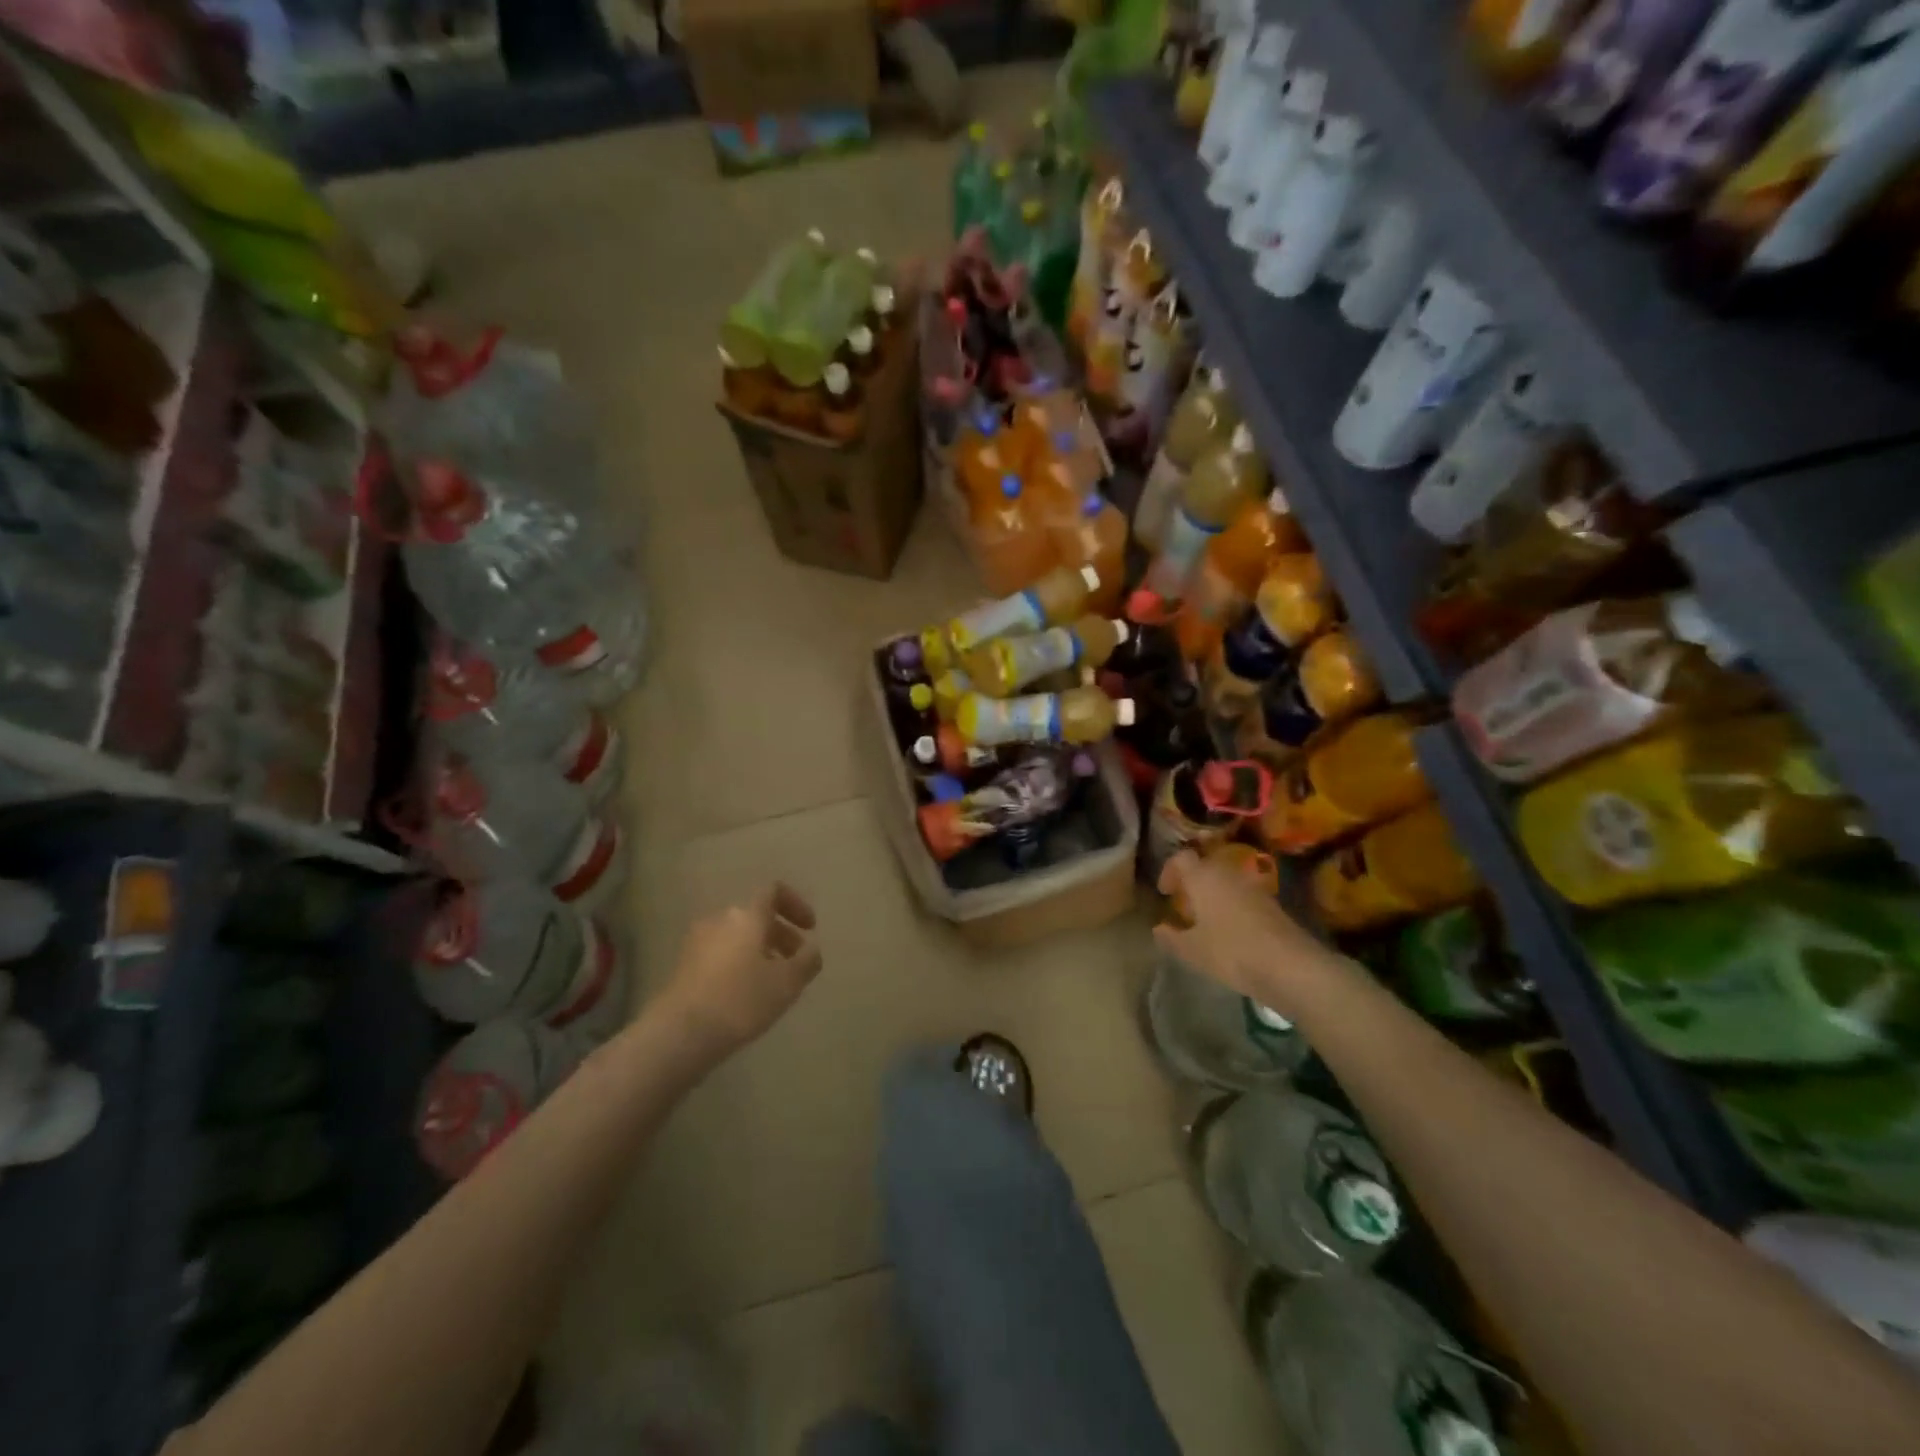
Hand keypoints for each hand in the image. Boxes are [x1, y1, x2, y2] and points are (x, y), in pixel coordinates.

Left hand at [663, 883, 821, 1054]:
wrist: (680, 1033)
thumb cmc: (741, 1000)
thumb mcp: (787, 983)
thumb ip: (807, 961)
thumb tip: (811, 950)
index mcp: (747, 915)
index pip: (774, 891)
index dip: (796, 904)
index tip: (810, 929)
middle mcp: (720, 919)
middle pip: (757, 917)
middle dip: (781, 935)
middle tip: (796, 963)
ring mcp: (698, 942)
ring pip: (738, 937)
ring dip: (760, 952)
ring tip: (773, 983)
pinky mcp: (684, 966)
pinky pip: (721, 954)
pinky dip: (739, 964)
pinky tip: (746, 995)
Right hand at [1153, 851, 1334, 1019]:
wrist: (1290, 966)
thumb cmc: (1231, 952)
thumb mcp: (1192, 950)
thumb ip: (1171, 937)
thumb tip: (1158, 928)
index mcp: (1204, 878)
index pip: (1181, 858)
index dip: (1169, 871)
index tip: (1164, 892)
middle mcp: (1229, 874)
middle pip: (1206, 866)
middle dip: (1192, 882)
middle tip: (1183, 904)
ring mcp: (1254, 888)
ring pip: (1227, 881)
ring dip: (1214, 893)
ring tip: (1205, 919)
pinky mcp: (1273, 905)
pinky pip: (1243, 896)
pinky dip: (1232, 905)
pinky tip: (1230, 931)